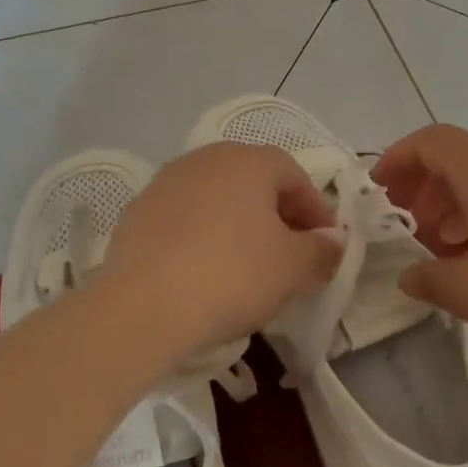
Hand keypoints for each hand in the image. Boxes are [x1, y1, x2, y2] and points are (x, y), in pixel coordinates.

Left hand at [100, 142, 341, 359]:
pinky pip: (184, 219)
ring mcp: (165, 183)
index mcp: (248, 161)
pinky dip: (202, 237)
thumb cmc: (232, 275)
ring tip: (248, 265)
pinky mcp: (136, 212)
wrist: (143, 307)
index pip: (294, 175)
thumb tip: (331, 242)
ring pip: (216, 199)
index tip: (325, 246)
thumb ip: (321, 250)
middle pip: (253, 182)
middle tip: (290, 254)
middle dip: (277, 215)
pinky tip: (204, 271)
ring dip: (238, 225)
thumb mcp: (293, 268)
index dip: (315, 210)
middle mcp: (205, 159)